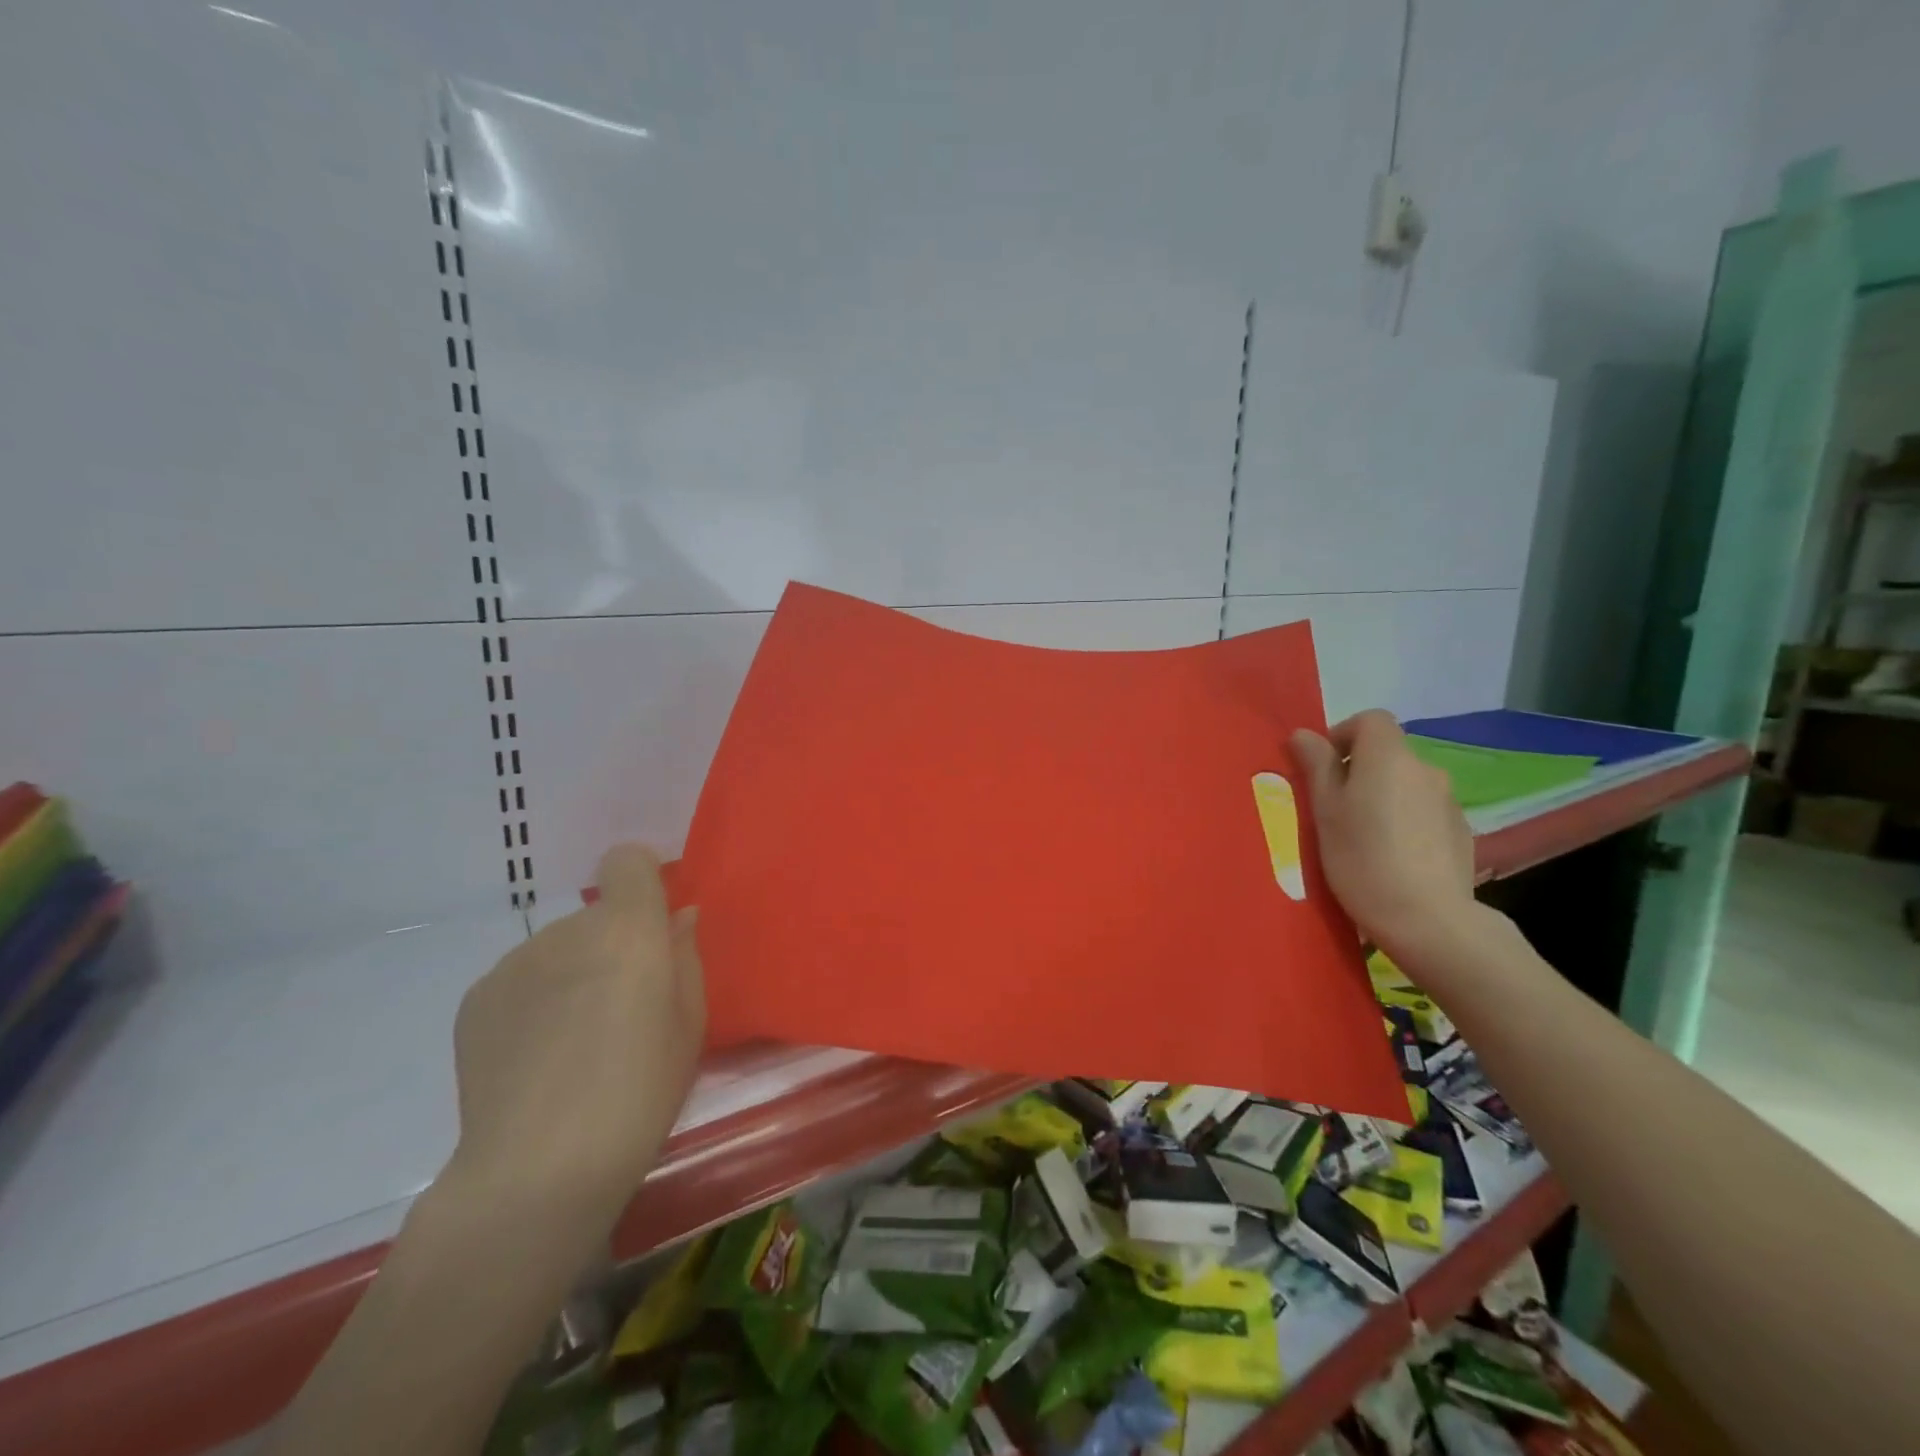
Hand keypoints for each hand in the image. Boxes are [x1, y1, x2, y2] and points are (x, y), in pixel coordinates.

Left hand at [445, 845, 704, 1228]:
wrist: (538, 1168)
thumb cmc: (640, 1092)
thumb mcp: (690, 1024)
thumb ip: (684, 957)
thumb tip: (676, 919)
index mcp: (627, 929)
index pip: (628, 861)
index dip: (642, 882)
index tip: (653, 924)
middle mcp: (566, 930)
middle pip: (597, 915)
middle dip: (614, 944)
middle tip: (622, 1007)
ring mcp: (514, 962)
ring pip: (559, 948)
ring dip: (574, 973)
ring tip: (574, 1041)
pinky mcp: (477, 997)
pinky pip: (522, 978)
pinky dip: (536, 1001)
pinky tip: (537, 1057)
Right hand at [1290, 710, 1479, 962]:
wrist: (1428, 919)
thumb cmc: (1362, 858)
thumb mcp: (1325, 810)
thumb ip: (1315, 765)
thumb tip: (1304, 734)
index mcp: (1389, 757)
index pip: (1370, 719)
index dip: (1342, 734)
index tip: (1322, 768)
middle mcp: (1424, 768)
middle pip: (1387, 752)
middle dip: (1359, 770)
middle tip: (1334, 809)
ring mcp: (1448, 800)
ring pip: (1405, 783)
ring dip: (1382, 796)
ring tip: (1363, 836)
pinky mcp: (1460, 830)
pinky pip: (1423, 810)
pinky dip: (1405, 819)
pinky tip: (1392, 855)